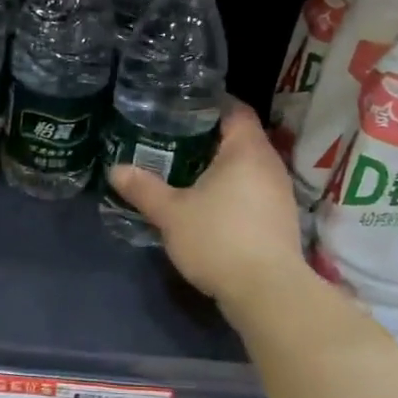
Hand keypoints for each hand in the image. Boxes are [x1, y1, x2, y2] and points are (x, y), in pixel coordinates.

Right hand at [108, 99, 306, 313]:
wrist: (268, 293)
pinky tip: (211, 205)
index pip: (236, 109)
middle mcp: (270, 164)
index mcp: (246, 150)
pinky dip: (235, 190)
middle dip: (211, 137)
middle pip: (242, 137)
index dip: (211, 104)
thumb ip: (144, 188)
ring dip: (223, 167)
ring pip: (250, 167)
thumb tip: (115, 169)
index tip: (183, 107)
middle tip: (175, 139)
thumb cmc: (218, 239)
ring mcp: (281, 194)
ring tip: (188, 171)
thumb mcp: (171, 214)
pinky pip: (256, 191)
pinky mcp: (282, 220)